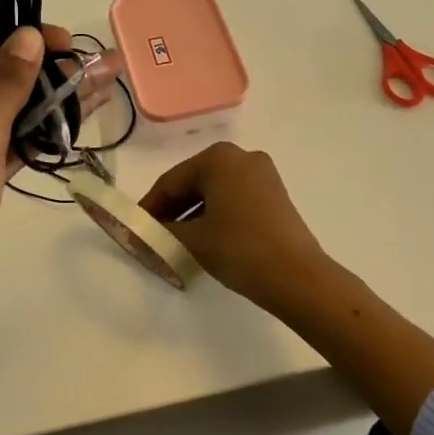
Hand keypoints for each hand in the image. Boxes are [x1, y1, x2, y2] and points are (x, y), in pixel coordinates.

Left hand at [0, 23, 121, 434]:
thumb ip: (5, 83)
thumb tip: (27, 35)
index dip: (25, 40)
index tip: (73, 44)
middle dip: (46, 71)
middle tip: (100, 69)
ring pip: (5, 114)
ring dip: (49, 103)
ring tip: (101, 88)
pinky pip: (6, 148)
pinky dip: (38, 137)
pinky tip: (74, 125)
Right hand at [144, 142, 433, 434]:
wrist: (299, 277)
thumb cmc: (240, 249)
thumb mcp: (193, 240)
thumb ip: (162, 230)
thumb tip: (145, 230)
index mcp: (218, 158)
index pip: (171, 181)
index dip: (149, 207)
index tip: (134, 228)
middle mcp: (241, 156)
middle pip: (194, 183)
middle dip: (171, 210)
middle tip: (153, 237)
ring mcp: (262, 173)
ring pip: (214, 192)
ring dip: (192, 214)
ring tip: (176, 242)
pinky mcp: (274, 193)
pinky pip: (234, 198)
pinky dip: (215, 215)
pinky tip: (206, 239)